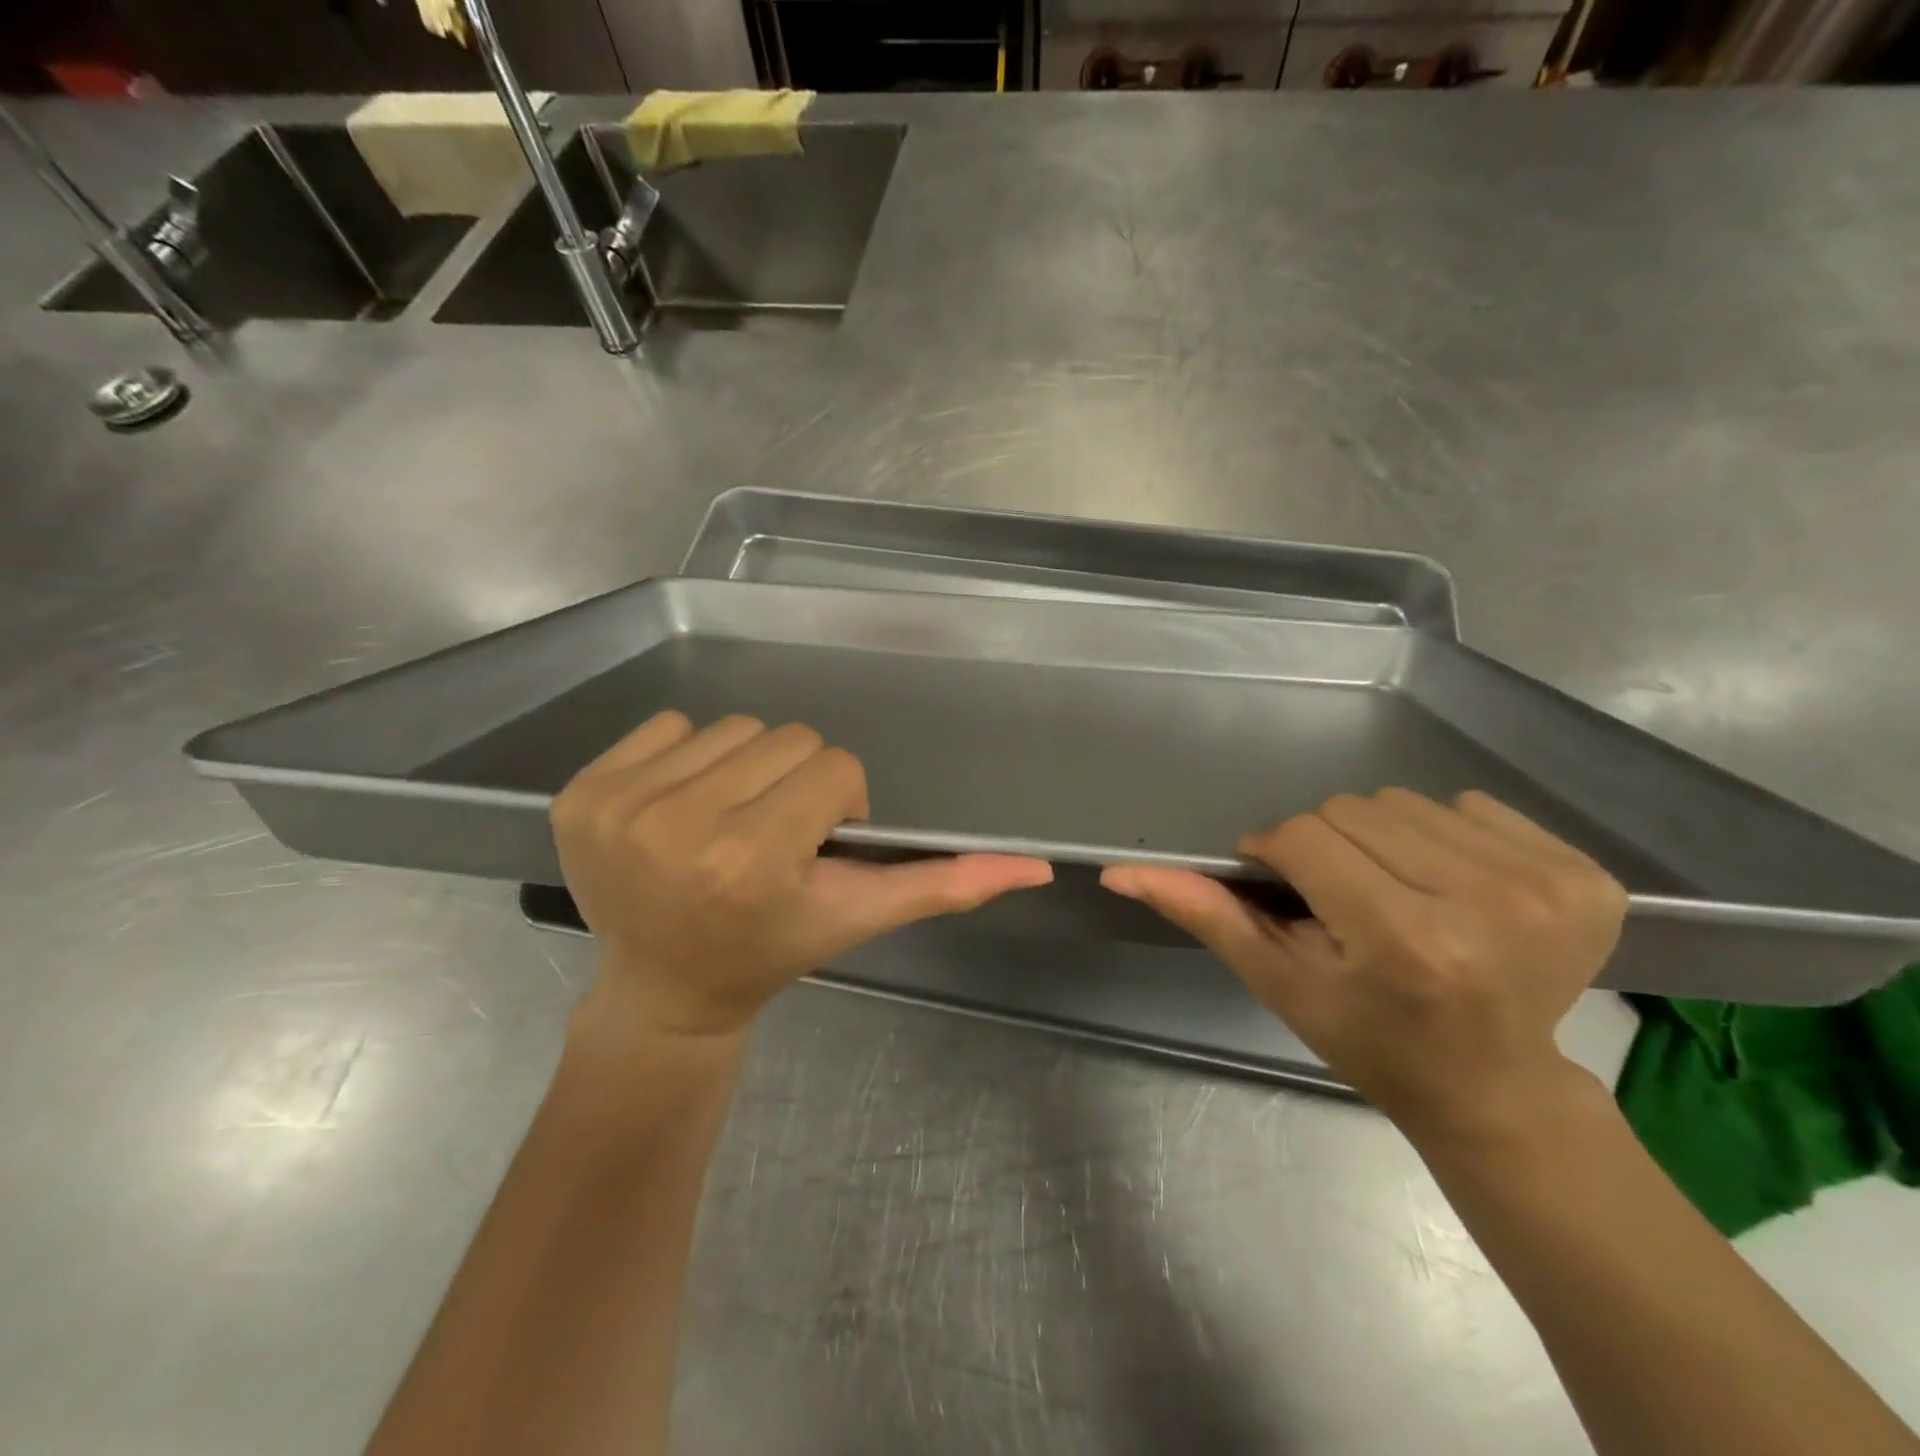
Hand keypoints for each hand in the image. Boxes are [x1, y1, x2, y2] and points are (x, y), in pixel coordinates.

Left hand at [551, 712, 1053, 1039]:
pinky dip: (689, 759)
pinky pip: (668, 726)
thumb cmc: (768, 953)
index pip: (835, 769)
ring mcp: (621, 807)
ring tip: (732, 822)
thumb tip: (1034, 865)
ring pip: (732, 727)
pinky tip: (683, 811)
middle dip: (796, 783)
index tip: (815, 846)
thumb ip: (942, 888)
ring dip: (746, 768)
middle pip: (786, 739)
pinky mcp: (580, 794)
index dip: (839, 805)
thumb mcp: (856, 919)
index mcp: (751, 860)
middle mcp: (679, 825)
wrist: (663, 989)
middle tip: (775, 835)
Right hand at [1102, 789, 1627, 1139]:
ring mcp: (1547, 887)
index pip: (1304, 837)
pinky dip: (1445, 836)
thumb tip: (1119, 871)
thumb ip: (1204, 914)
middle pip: (1354, 809)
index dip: (1280, 855)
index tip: (1289, 891)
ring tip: (1396, 894)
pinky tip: (1452, 889)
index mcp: (1403, 941)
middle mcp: (1485, 904)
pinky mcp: (1589, 876)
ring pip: (1407, 801)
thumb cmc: (1369, 1039)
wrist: (1493, 1085)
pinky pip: (1472, 806)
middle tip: (1345, 902)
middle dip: (1330, 848)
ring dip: (1382, 839)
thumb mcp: (1277, 981)